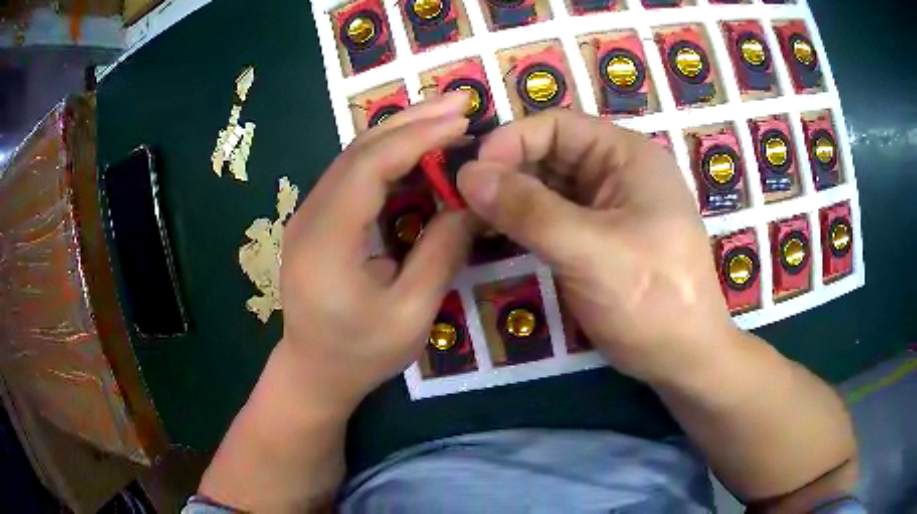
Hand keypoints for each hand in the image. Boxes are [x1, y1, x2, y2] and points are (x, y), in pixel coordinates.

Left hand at [279, 93, 472, 410]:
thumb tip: (471, 203)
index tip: (462, 121)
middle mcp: (309, 216)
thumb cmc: (360, 353)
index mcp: (326, 240)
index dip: (418, 137)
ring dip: (401, 131)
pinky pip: (352, 175)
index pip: (370, 166)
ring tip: (445, 116)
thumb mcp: (410, 315)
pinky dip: (388, 155)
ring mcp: (308, 215)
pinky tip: (417, 148)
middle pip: (359, 150)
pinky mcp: (316, 220)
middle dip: (413, 120)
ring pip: (355, 156)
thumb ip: (441, 254)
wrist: (313, 372)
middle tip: (460, 101)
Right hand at [457, 109, 733, 382]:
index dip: (511, 141)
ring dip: (510, 200)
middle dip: (506, 173)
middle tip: (463, 203)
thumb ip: (528, 210)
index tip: (471, 174)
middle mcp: (617, 172)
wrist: (683, 359)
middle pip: (549, 154)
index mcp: (627, 155)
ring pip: (547, 187)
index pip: (557, 126)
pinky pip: (553, 218)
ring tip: (470, 221)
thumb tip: (467, 174)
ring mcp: (608, 207)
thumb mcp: (590, 251)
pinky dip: (524, 224)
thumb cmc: (652, 299)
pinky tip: (496, 237)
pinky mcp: (598, 239)